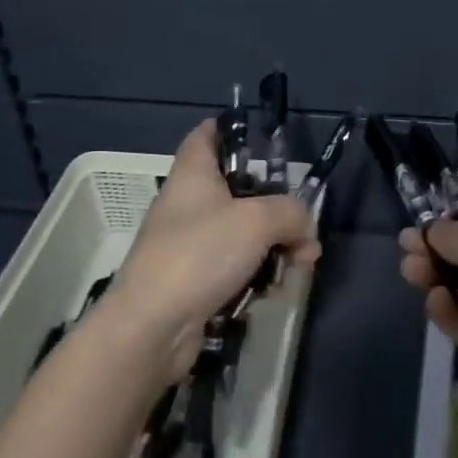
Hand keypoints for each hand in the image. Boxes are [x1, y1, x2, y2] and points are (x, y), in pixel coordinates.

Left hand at [109, 119, 318, 382]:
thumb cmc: (201, 254)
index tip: (267, 142)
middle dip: (277, 207)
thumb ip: (291, 213)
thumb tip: (304, 229)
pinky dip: (257, 275)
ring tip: (300, 265)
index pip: (207, 134)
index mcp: (194, 174)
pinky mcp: (194, 280)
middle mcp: (189, 203)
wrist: (153, 327)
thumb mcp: (258, 221)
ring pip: (242, 232)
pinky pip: (235, 267)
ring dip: (275, 247)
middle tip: (302, 225)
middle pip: (239, 189)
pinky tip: (274, 291)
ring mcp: (189, 244)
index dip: (234, 129)